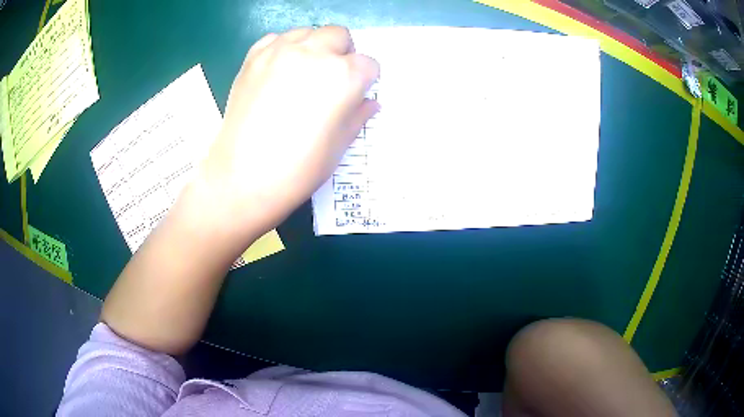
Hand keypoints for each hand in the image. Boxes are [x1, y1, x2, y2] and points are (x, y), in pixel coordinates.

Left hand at [198, 26, 379, 237]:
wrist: (242, 178)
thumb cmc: (298, 170)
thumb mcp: (339, 146)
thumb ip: (358, 116)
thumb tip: (370, 102)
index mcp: (343, 76)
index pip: (368, 64)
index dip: (365, 80)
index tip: (355, 95)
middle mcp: (314, 53)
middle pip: (339, 35)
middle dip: (342, 53)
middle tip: (331, 80)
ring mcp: (279, 52)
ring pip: (308, 32)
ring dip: (314, 47)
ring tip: (304, 73)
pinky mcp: (253, 58)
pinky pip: (276, 39)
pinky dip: (284, 48)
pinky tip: (279, 71)